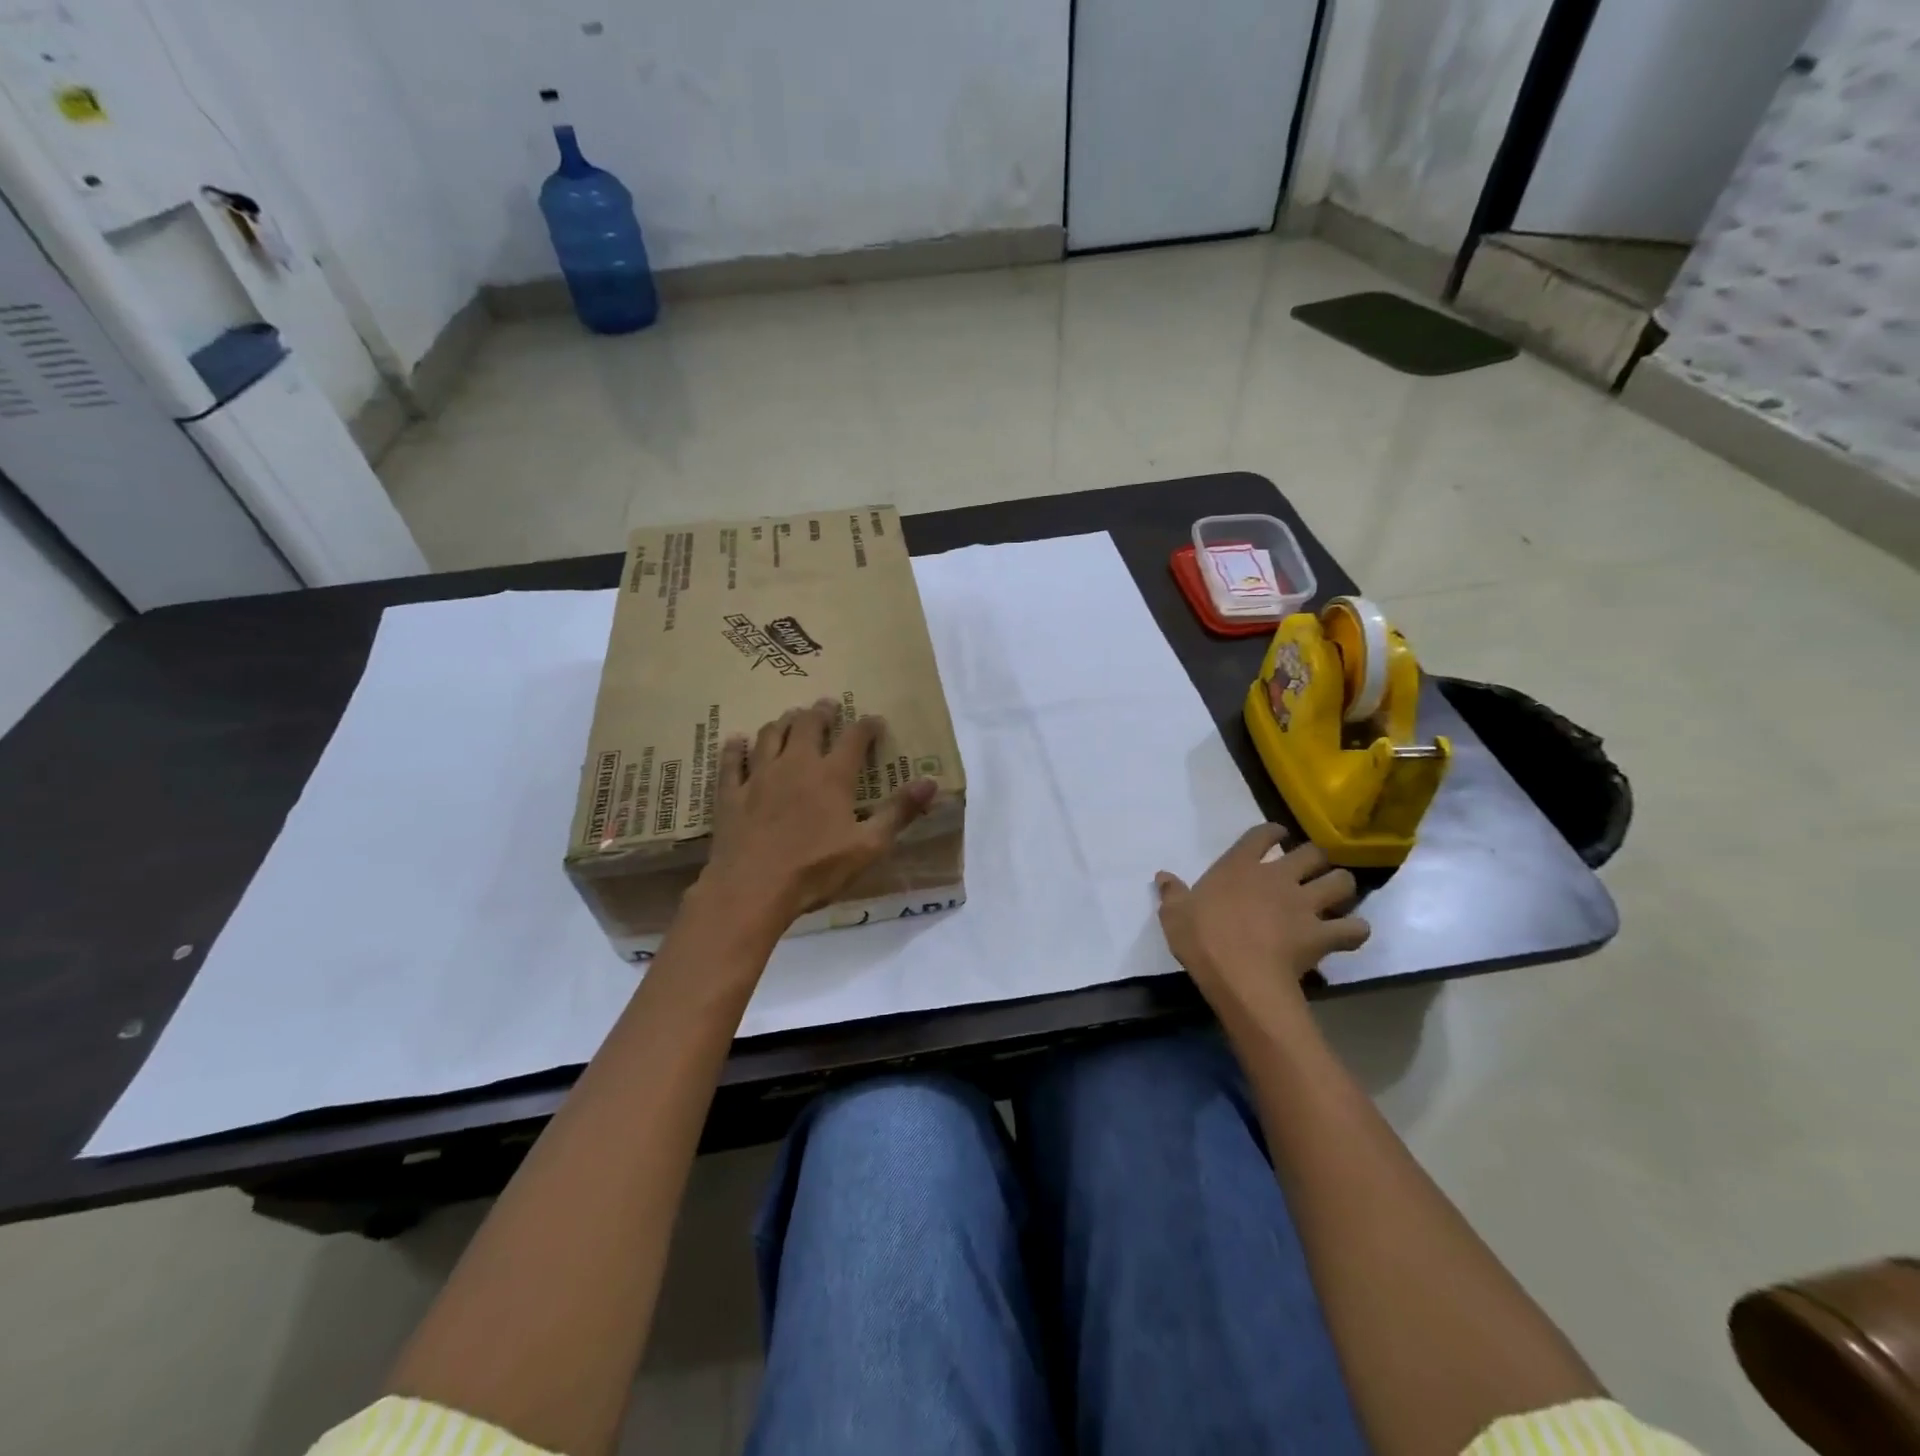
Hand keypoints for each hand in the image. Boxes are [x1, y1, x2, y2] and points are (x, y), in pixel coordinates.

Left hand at [695, 699, 936, 935]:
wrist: (752, 889)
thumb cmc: (816, 870)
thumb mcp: (868, 846)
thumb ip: (899, 812)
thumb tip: (931, 783)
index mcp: (832, 776)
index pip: (854, 738)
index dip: (867, 725)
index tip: (875, 720)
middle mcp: (796, 765)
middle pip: (807, 725)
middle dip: (821, 712)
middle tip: (828, 705)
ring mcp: (759, 777)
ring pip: (770, 735)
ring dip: (783, 722)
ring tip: (790, 717)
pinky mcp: (731, 794)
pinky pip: (732, 762)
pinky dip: (736, 747)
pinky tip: (737, 740)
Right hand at [1155, 824, 1369, 1010]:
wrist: (1237, 974)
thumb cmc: (1201, 938)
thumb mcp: (1174, 913)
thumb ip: (1172, 892)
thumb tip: (1162, 876)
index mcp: (1240, 865)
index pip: (1263, 834)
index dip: (1274, 831)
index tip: (1279, 835)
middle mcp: (1277, 876)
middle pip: (1312, 852)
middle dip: (1316, 857)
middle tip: (1312, 868)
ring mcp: (1304, 904)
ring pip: (1340, 883)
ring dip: (1342, 886)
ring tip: (1338, 895)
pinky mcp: (1322, 934)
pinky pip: (1353, 929)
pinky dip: (1356, 930)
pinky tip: (1350, 934)